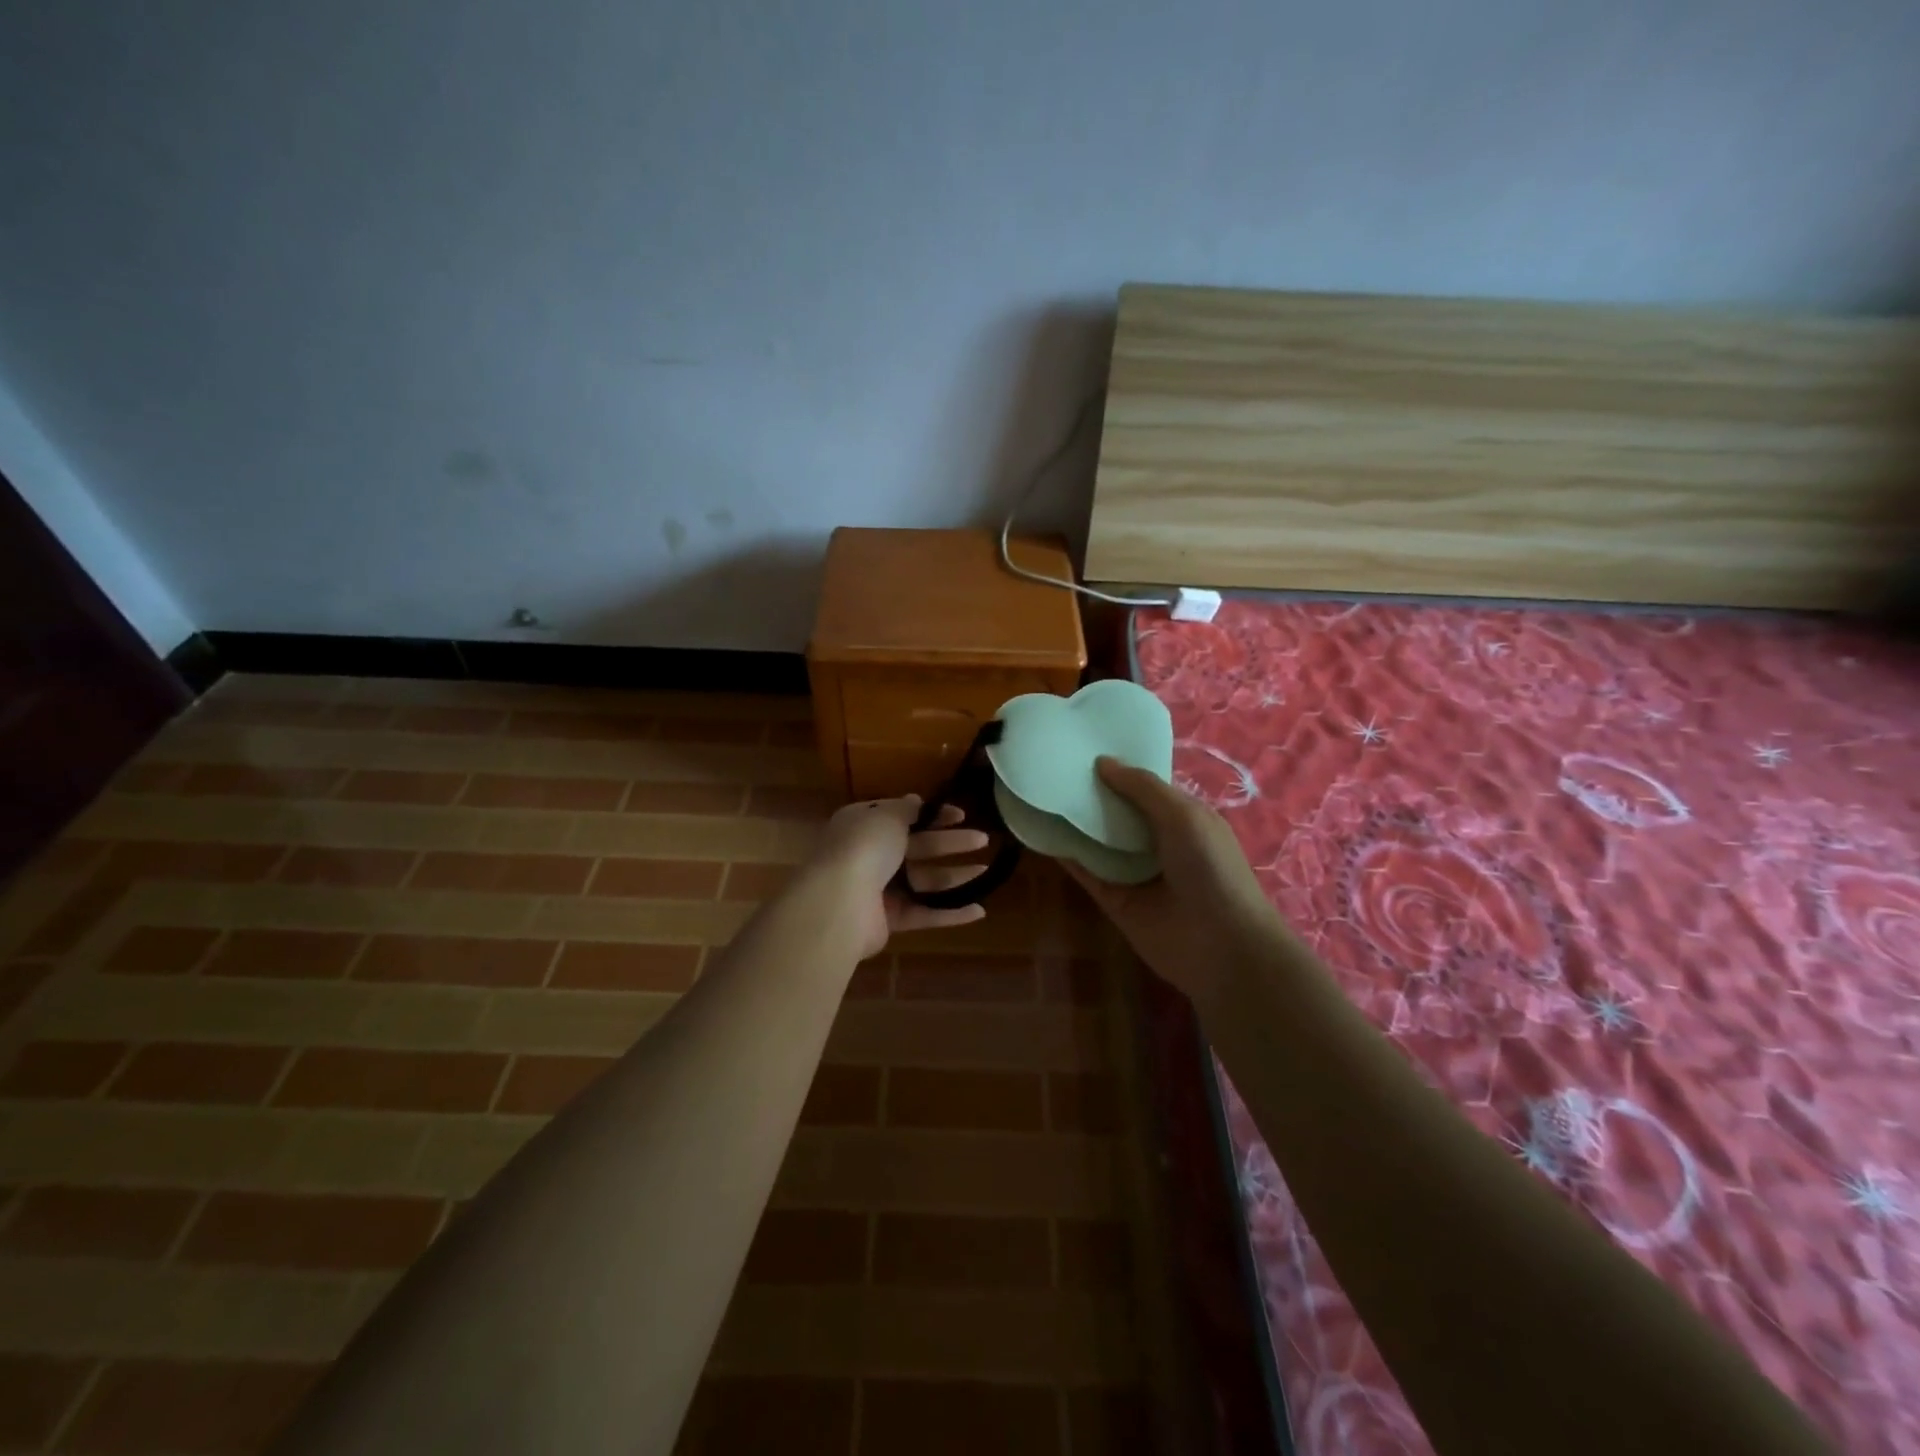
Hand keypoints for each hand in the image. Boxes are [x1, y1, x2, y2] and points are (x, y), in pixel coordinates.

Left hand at [811, 795, 990, 959]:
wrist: (839, 903)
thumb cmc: (864, 848)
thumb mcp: (887, 816)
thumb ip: (906, 809)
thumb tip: (916, 800)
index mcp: (864, 824)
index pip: (902, 815)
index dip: (933, 814)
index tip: (961, 815)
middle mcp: (870, 854)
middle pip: (918, 846)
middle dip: (951, 842)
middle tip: (983, 839)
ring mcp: (879, 889)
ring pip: (924, 880)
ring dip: (955, 876)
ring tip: (987, 872)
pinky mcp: (888, 920)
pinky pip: (923, 913)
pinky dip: (949, 913)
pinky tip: (978, 911)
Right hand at [1062, 758, 1288, 1007]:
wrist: (1221, 945)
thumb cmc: (1211, 869)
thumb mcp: (1184, 815)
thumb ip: (1143, 787)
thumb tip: (1103, 761)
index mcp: (1183, 818)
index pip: (1145, 787)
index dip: (1120, 768)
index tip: (1084, 746)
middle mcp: (1158, 842)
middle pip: (1118, 812)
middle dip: (1093, 791)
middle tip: (1055, 764)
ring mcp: (1134, 872)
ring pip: (1099, 840)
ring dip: (1076, 820)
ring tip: (1040, 791)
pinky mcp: (1114, 900)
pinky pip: (1086, 871)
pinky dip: (1066, 853)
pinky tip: (1041, 831)